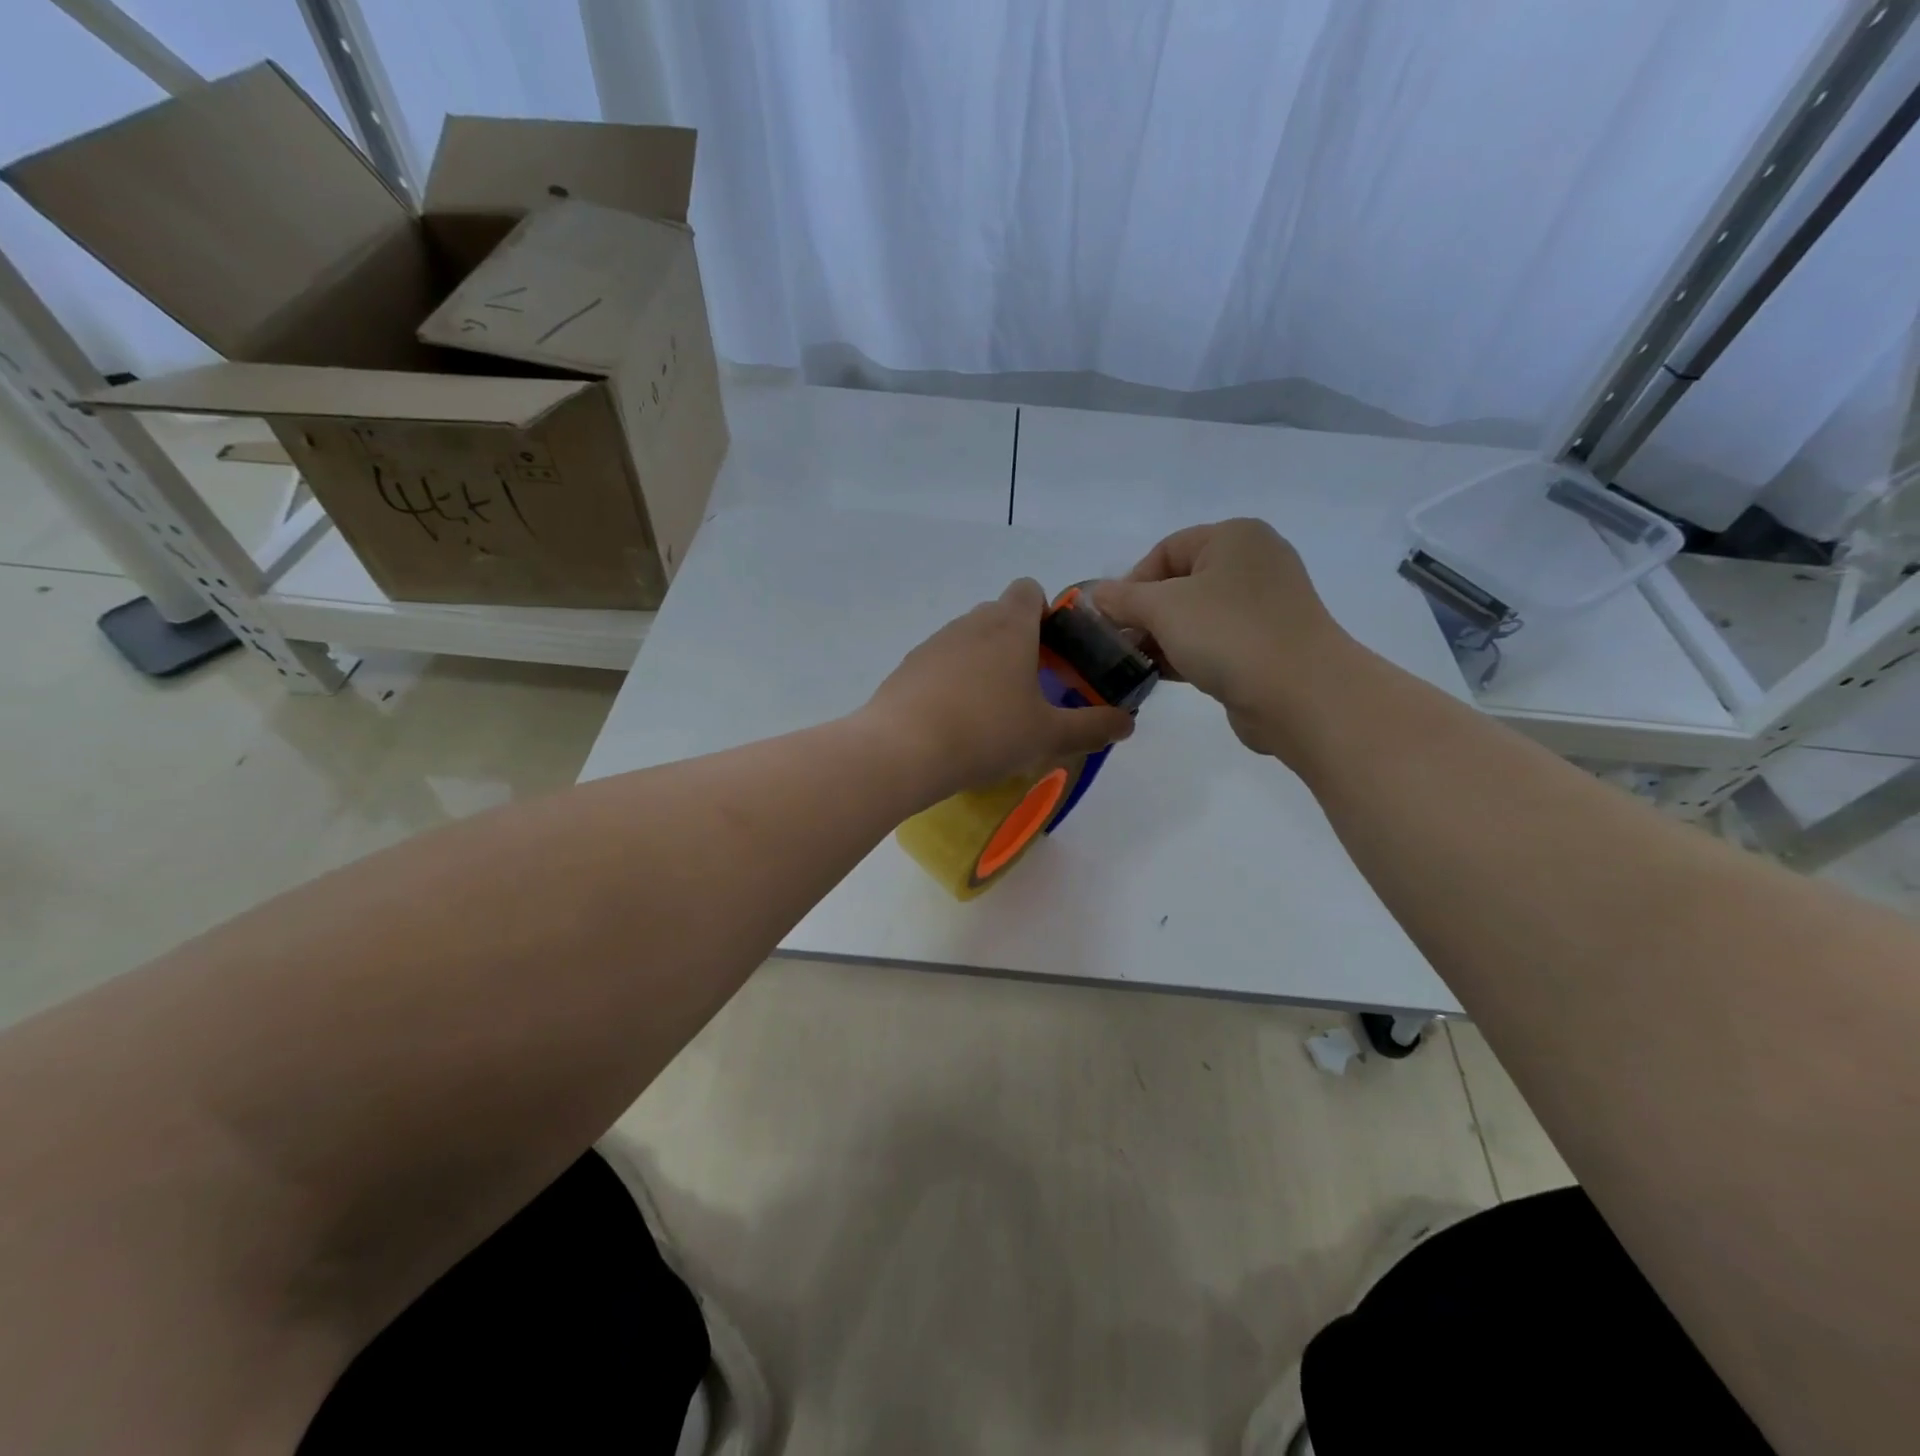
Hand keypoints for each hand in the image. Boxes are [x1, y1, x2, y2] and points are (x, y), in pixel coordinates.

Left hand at [861, 579, 1134, 798]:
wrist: (903, 750)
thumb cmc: (987, 733)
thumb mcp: (1048, 735)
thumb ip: (1092, 726)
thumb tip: (1127, 723)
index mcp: (1010, 625)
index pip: (1029, 589)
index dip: (1045, 613)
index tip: (1052, 652)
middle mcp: (970, 623)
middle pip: (999, 616)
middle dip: (1016, 643)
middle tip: (1028, 689)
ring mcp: (933, 643)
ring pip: (967, 641)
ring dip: (982, 664)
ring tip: (989, 713)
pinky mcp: (907, 667)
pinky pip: (939, 665)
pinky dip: (951, 683)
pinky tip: (953, 723)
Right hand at [1090, 519, 1357, 759]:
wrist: (1300, 694)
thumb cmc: (1228, 634)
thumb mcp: (1163, 608)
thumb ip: (1123, 599)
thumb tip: (1096, 595)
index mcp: (1234, 538)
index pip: (1166, 549)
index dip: (1132, 582)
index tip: (1111, 619)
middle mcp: (1253, 563)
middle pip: (1180, 582)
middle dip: (1144, 614)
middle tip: (1119, 644)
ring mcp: (1264, 606)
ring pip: (1196, 616)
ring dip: (1162, 638)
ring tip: (1135, 664)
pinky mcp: (1267, 644)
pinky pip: (1215, 641)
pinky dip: (1187, 654)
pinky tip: (1163, 676)